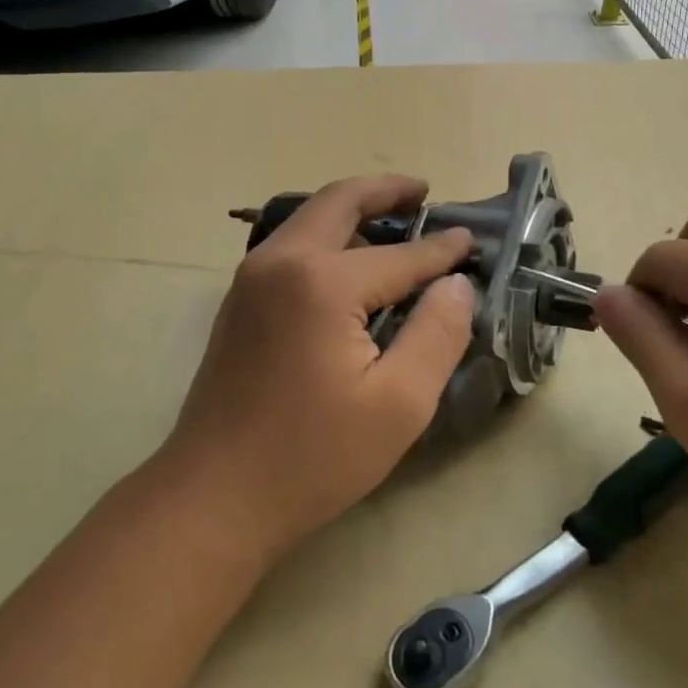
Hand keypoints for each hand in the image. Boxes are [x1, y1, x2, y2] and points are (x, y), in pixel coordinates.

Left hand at [159, 174, 475, 563]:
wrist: (215, 496)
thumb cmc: (313, 456)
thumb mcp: (399, 404)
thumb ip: (438, 333)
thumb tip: (457, 283)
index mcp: (322, 282)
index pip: (400, 255)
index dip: (441, 249)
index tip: (472, 240)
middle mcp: (281, 261)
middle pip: (339, 202)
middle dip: (385, 190)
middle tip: (424, 191)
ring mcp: (252, 278)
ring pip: (309, 218)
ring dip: (352, 209)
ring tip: (395, 219)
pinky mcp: (239, 300)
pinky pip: (291, 245)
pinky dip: (326, 235)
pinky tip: (351, 260)